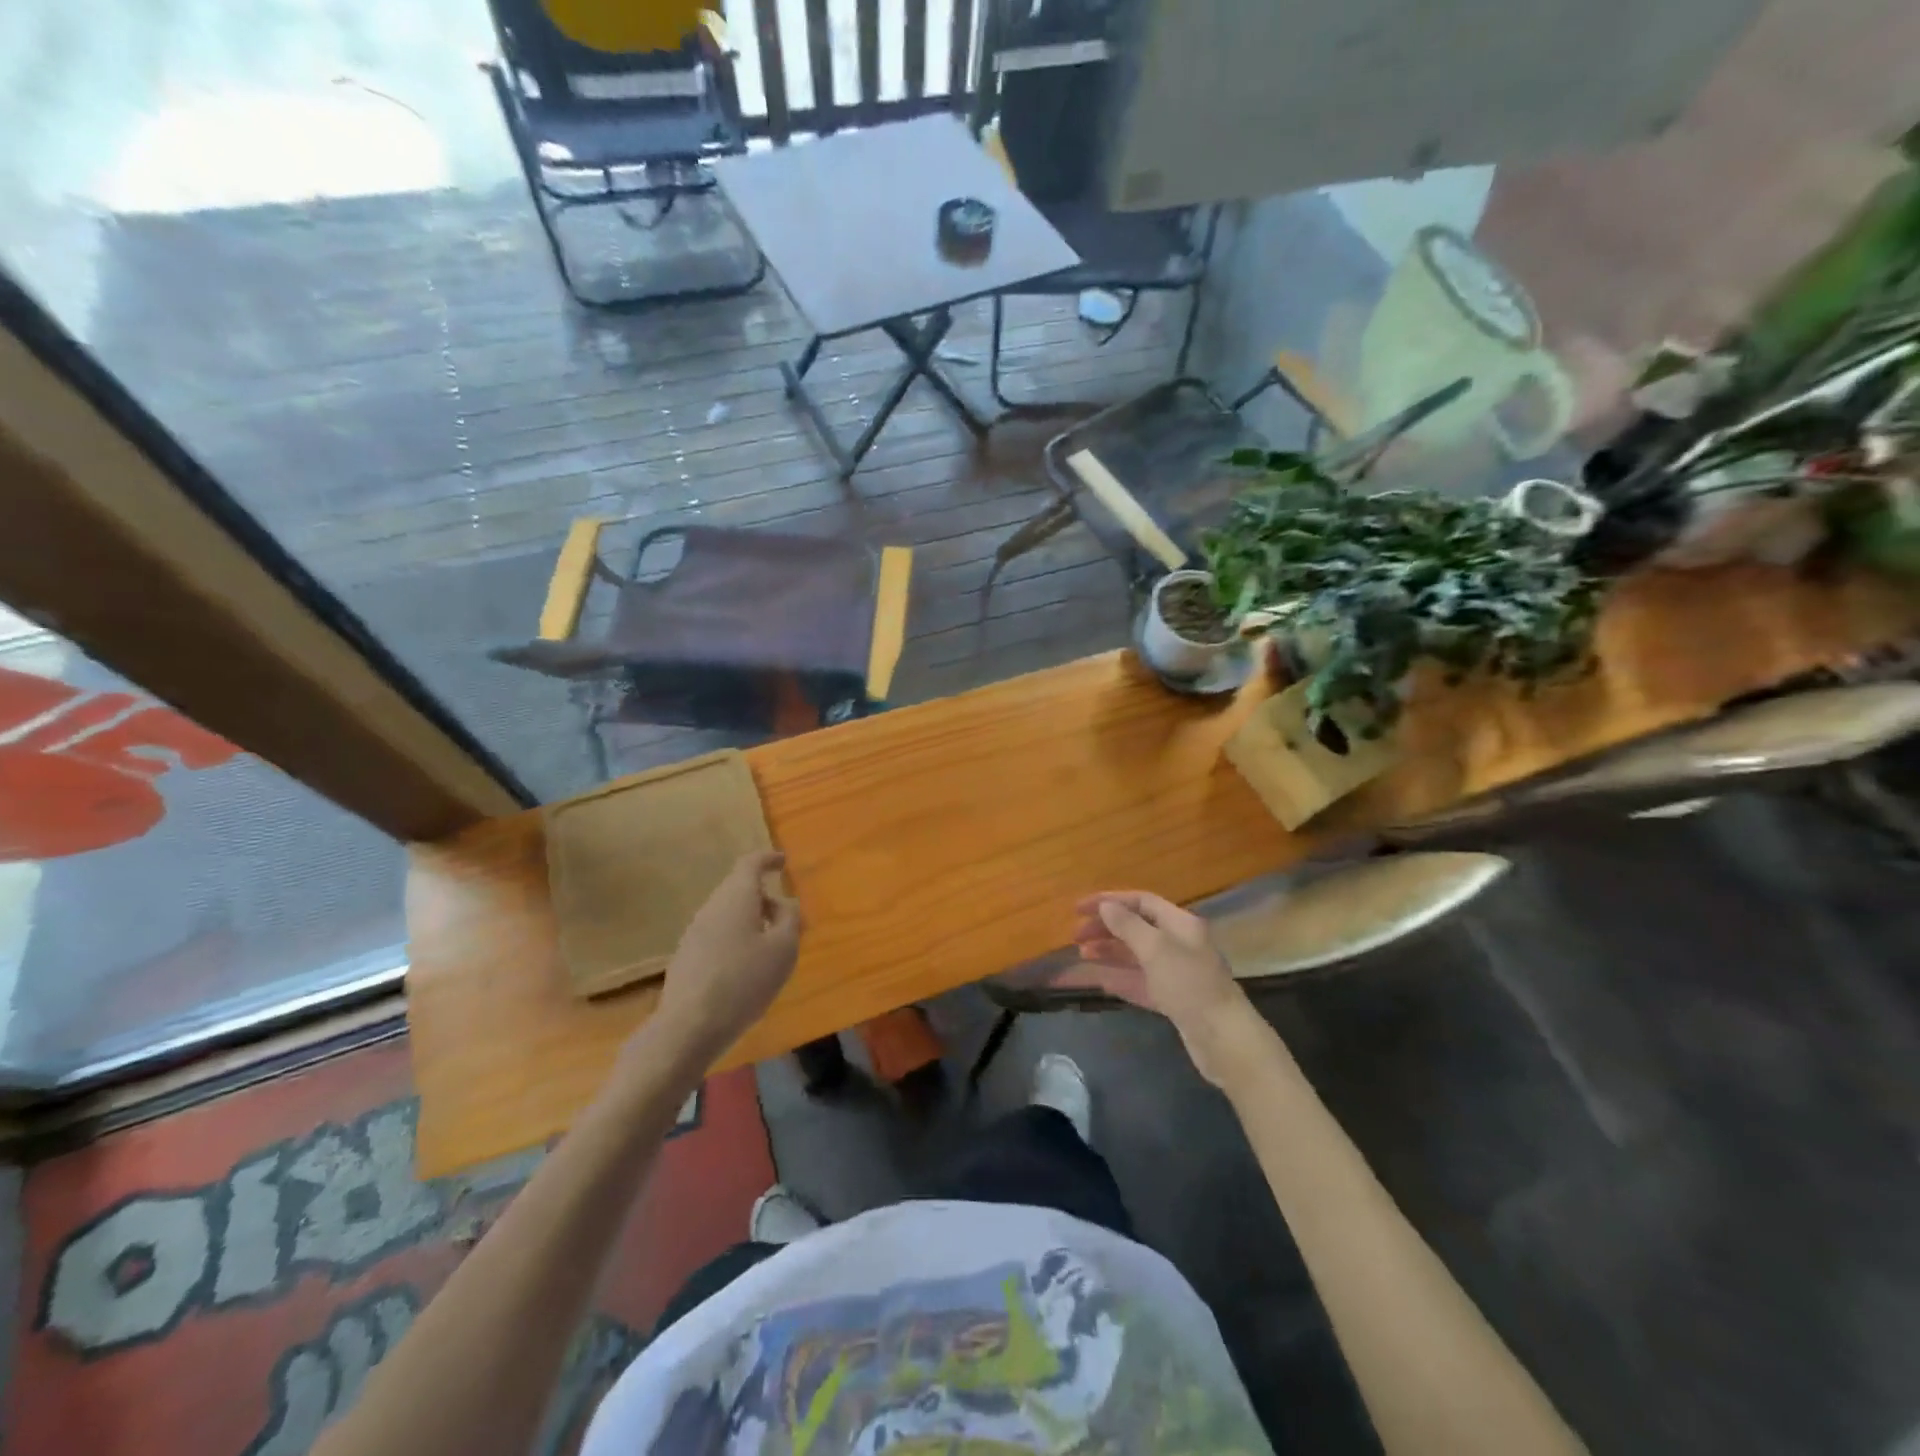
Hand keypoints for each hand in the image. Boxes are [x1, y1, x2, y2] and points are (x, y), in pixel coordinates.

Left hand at [652, 851, 801, 1064]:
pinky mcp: (686, 958)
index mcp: (736, 897)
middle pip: (738, 890)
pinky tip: (746, 969)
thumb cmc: (744, 980)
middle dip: (763, 898)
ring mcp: (693, 933)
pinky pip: (717, 936)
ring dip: (750, 922)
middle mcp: (711, 908)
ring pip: (727, 915)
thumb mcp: (783, 948)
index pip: (750, 864)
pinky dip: (736, 940)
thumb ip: (789, 919)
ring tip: (770, 948)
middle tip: (786, 919)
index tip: (782, 862)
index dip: (768, 859)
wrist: (689, 1027)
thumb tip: (784, 904)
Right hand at [1069, 891, 1252, 1084]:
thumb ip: (1128, 925)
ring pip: (1135, 955)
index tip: (1079, 909)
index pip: (1141, 902)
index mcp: (1180, 924)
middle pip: (1136, 928)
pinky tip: (1097, 979)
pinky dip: (1118, 977)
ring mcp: (1175, 973)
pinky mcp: (1172, 1000)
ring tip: (1082, 953)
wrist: (1223, 1039)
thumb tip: (1106, 906)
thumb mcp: (1156, 949)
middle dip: (1105, 928)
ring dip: (1108, 952)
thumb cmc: (1189, 984)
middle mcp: (1179, 944)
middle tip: (1076, 936)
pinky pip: (1139, 982)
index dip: (1110, 901)